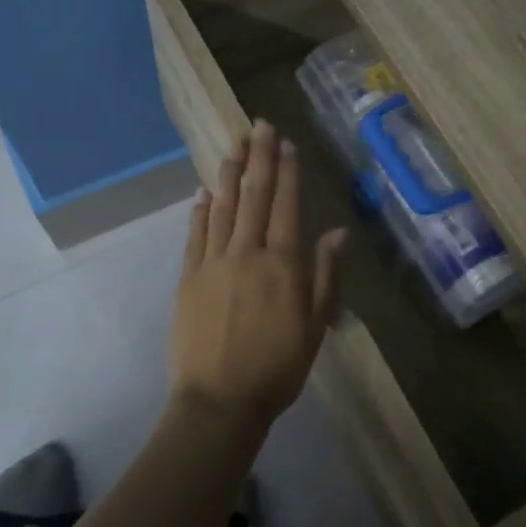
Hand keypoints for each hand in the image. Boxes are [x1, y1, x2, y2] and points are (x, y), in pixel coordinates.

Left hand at [170, 122, 345, 428]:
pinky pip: (195, 234)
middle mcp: (247, 253)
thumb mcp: (314, 327)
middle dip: (259, 158)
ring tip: (234, 145)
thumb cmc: (277, 368)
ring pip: (222, 207)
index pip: (286, 205)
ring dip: (229, 173)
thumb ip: (325, 276)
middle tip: (259, 125)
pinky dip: (200, 209)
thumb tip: (337, 233)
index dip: (287, 172)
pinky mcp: (188, 277)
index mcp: (282, 264)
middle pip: (253, 195)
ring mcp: (212, 262)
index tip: (286, 143)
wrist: (219, 401)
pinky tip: (204, 190)